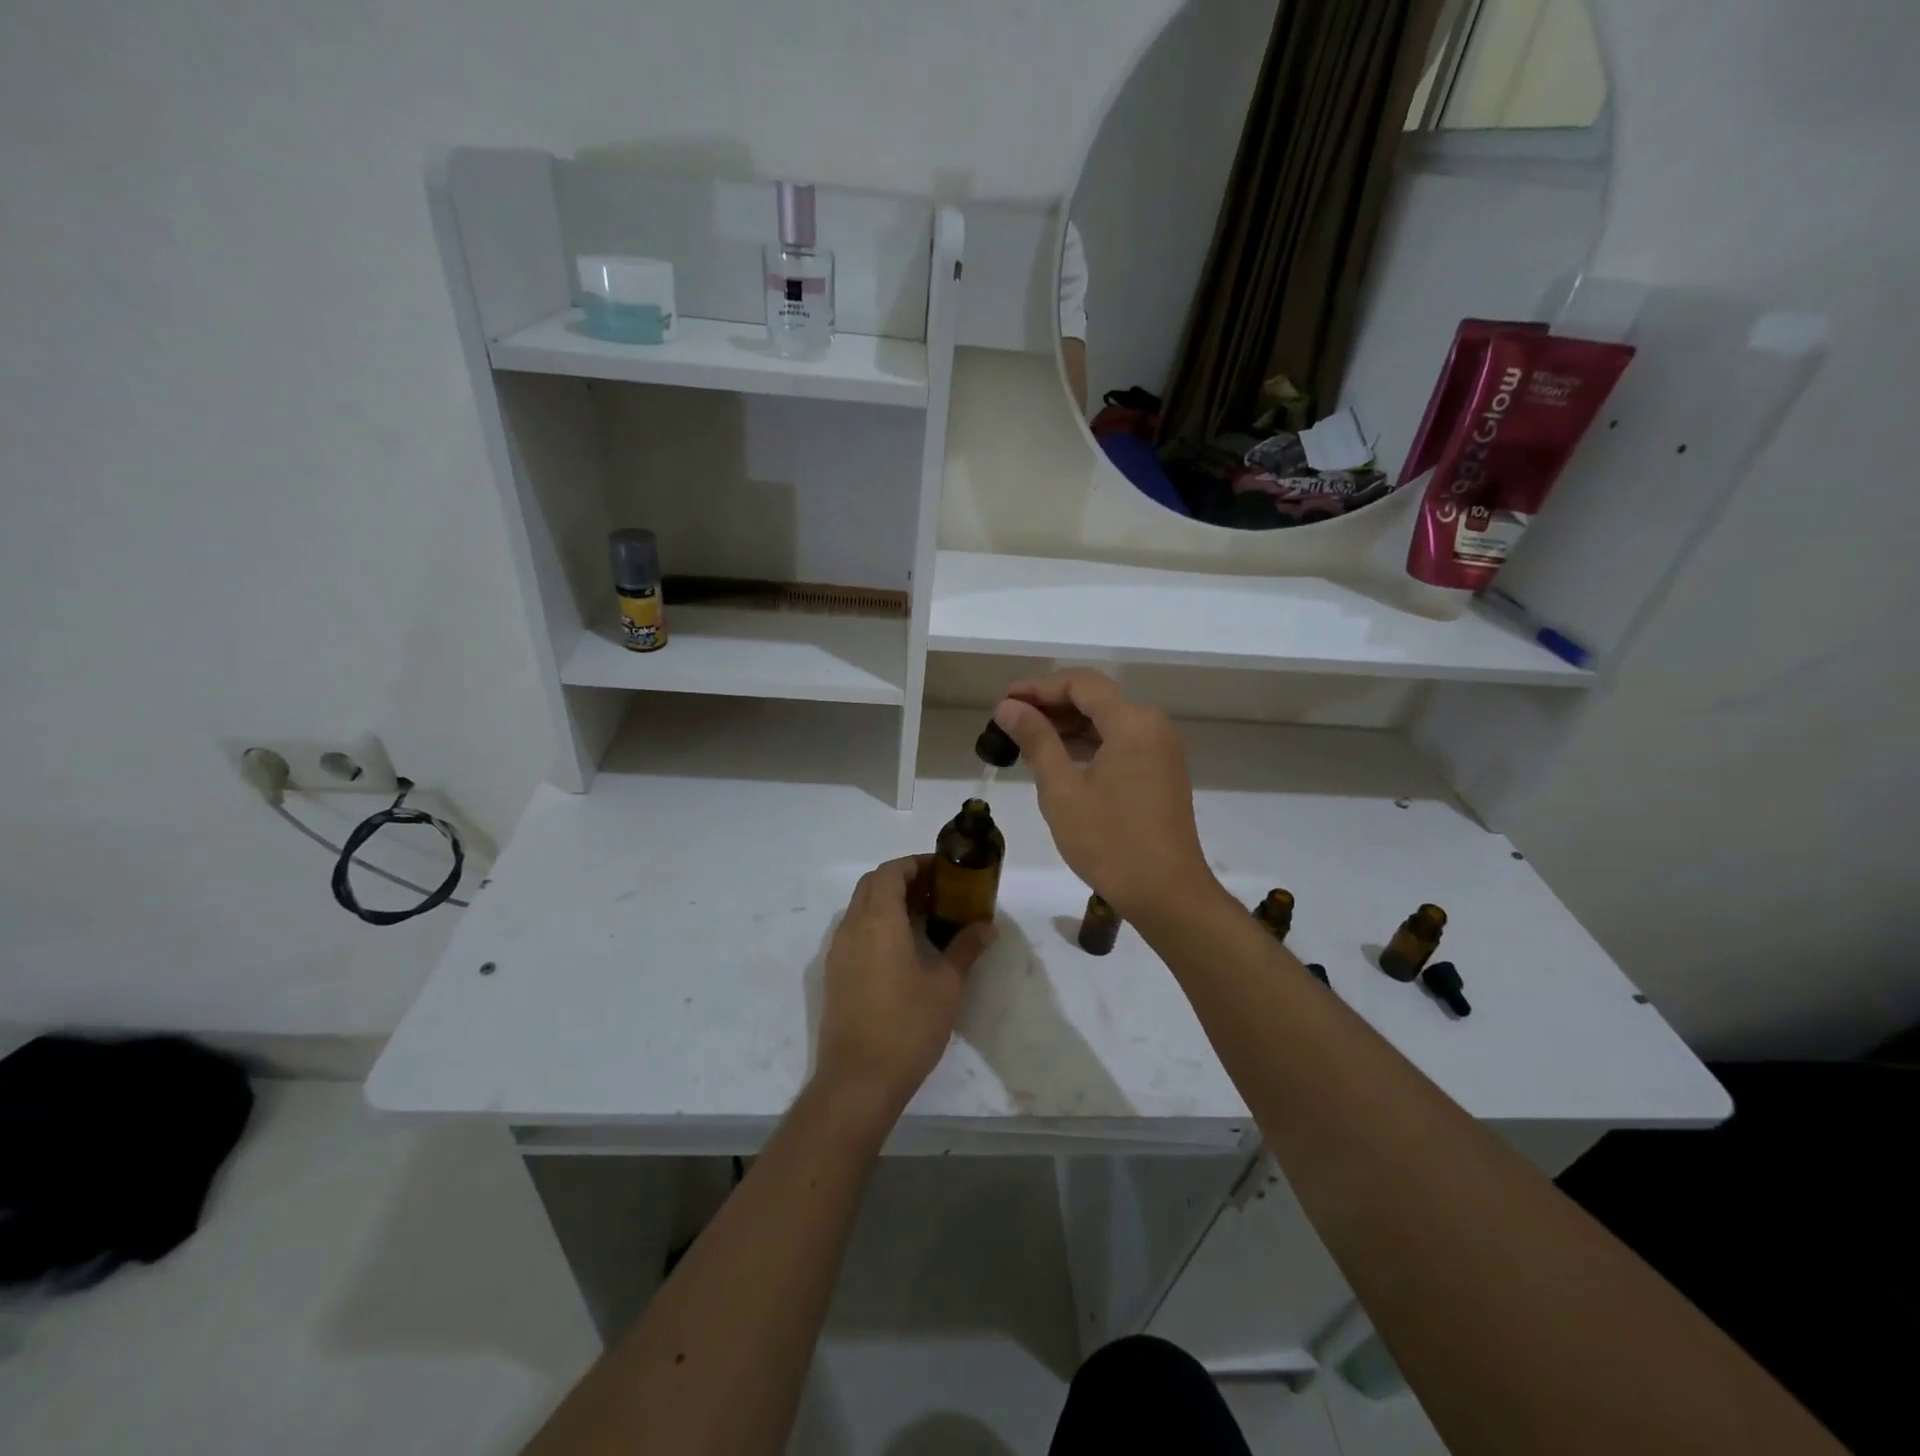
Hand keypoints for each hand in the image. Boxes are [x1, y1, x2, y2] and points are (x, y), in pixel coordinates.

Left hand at [814, 855, 994, 1118]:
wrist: (858, 1080)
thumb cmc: (907, 1026)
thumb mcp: (946, 985)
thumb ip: (965, 948)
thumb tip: (986, 926)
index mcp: (878, 921)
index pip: (890, 872)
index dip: (915, 864)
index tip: (943, 871)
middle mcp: (852, 927)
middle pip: (872, 884)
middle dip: (902, 879)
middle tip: (937, 892)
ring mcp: (838, 951)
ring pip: (860, 907)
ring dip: (888, 901)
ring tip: (924, 918)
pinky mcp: (834, 973)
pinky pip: (854, 931)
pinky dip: (876, 924)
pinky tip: (902, 948)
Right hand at [993, 669, 1215, 921]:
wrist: (1167, 894)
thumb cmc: (1110, 841)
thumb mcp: (1062, 790)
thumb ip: (1036, 740)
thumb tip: (1008, 707)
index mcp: (1132, 722)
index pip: (1080, 683)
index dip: (1038, 687)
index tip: (1004, 702)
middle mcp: (1152, 726)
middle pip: (1096, 698)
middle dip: (1051, 704)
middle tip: (1009, 721)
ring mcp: (1161, 749)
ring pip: (1108, 720)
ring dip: (1068, 725)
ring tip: (1025, 740)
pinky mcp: (1161, 772)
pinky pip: (1120, 742)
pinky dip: (1088, 744)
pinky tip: (1058, 759)